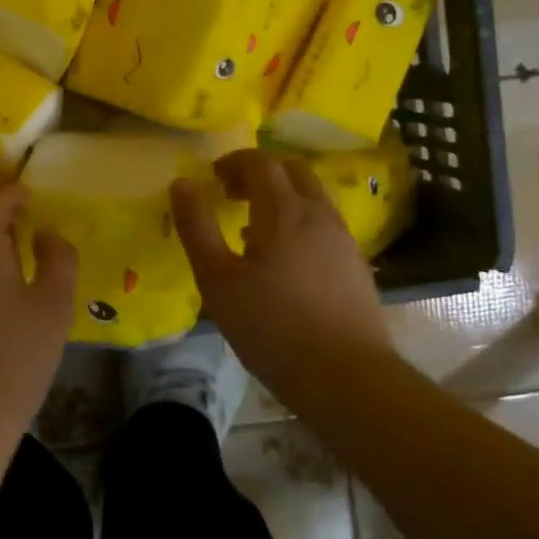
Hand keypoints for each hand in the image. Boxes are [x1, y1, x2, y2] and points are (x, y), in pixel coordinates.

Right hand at [170, 149, 394, 402]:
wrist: (345, 376)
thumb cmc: (271, 326)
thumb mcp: (217, 279)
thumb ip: (197, 227)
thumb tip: (182, 184)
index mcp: (284, 211)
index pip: (261, 162)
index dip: (234, 162)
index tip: (212, 177)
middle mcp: (319, 215)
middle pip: (293, 171)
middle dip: (260, 173)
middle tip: (232, 195)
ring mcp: (343, 240)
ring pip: (312, 198)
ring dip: (281, 198)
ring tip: (253, 229)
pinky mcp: (356, 266)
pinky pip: (323, 225)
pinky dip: (299, 223)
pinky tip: (283, 261)